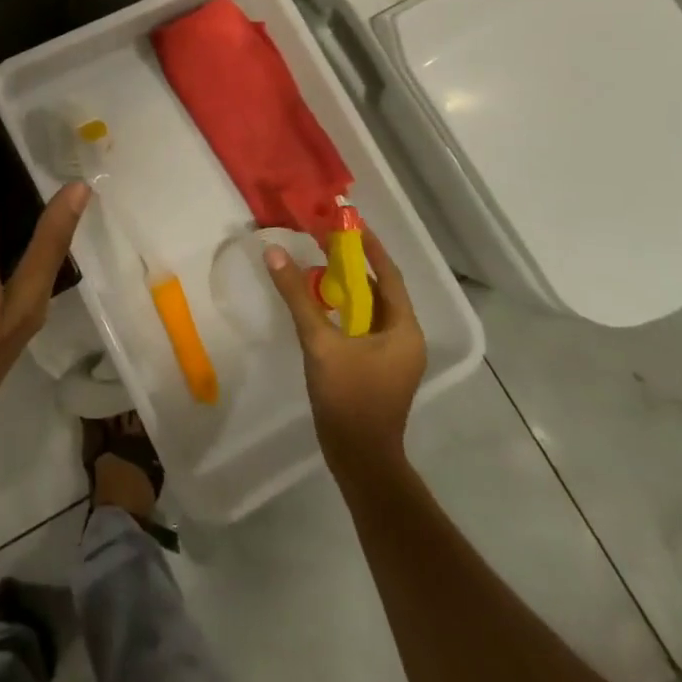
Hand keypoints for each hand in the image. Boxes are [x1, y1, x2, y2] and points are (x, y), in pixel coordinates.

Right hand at [267, 230, 425, 478]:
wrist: (360, 459)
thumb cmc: (348, 398)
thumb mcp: (319, 343)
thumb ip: (297, 297)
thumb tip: (275, 253)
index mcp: (404, 329)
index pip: (389, 275)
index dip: (369, 247)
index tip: (349, 222)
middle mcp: (405, 338)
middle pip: (380, 290)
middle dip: (354, 264)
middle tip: (325, 240)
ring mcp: (393, 356)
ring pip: (370, 309)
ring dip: (347, 287)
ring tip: (318, 264)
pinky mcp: (378, 368)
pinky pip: (363, 326)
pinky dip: (344, 310)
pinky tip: (319, 304)